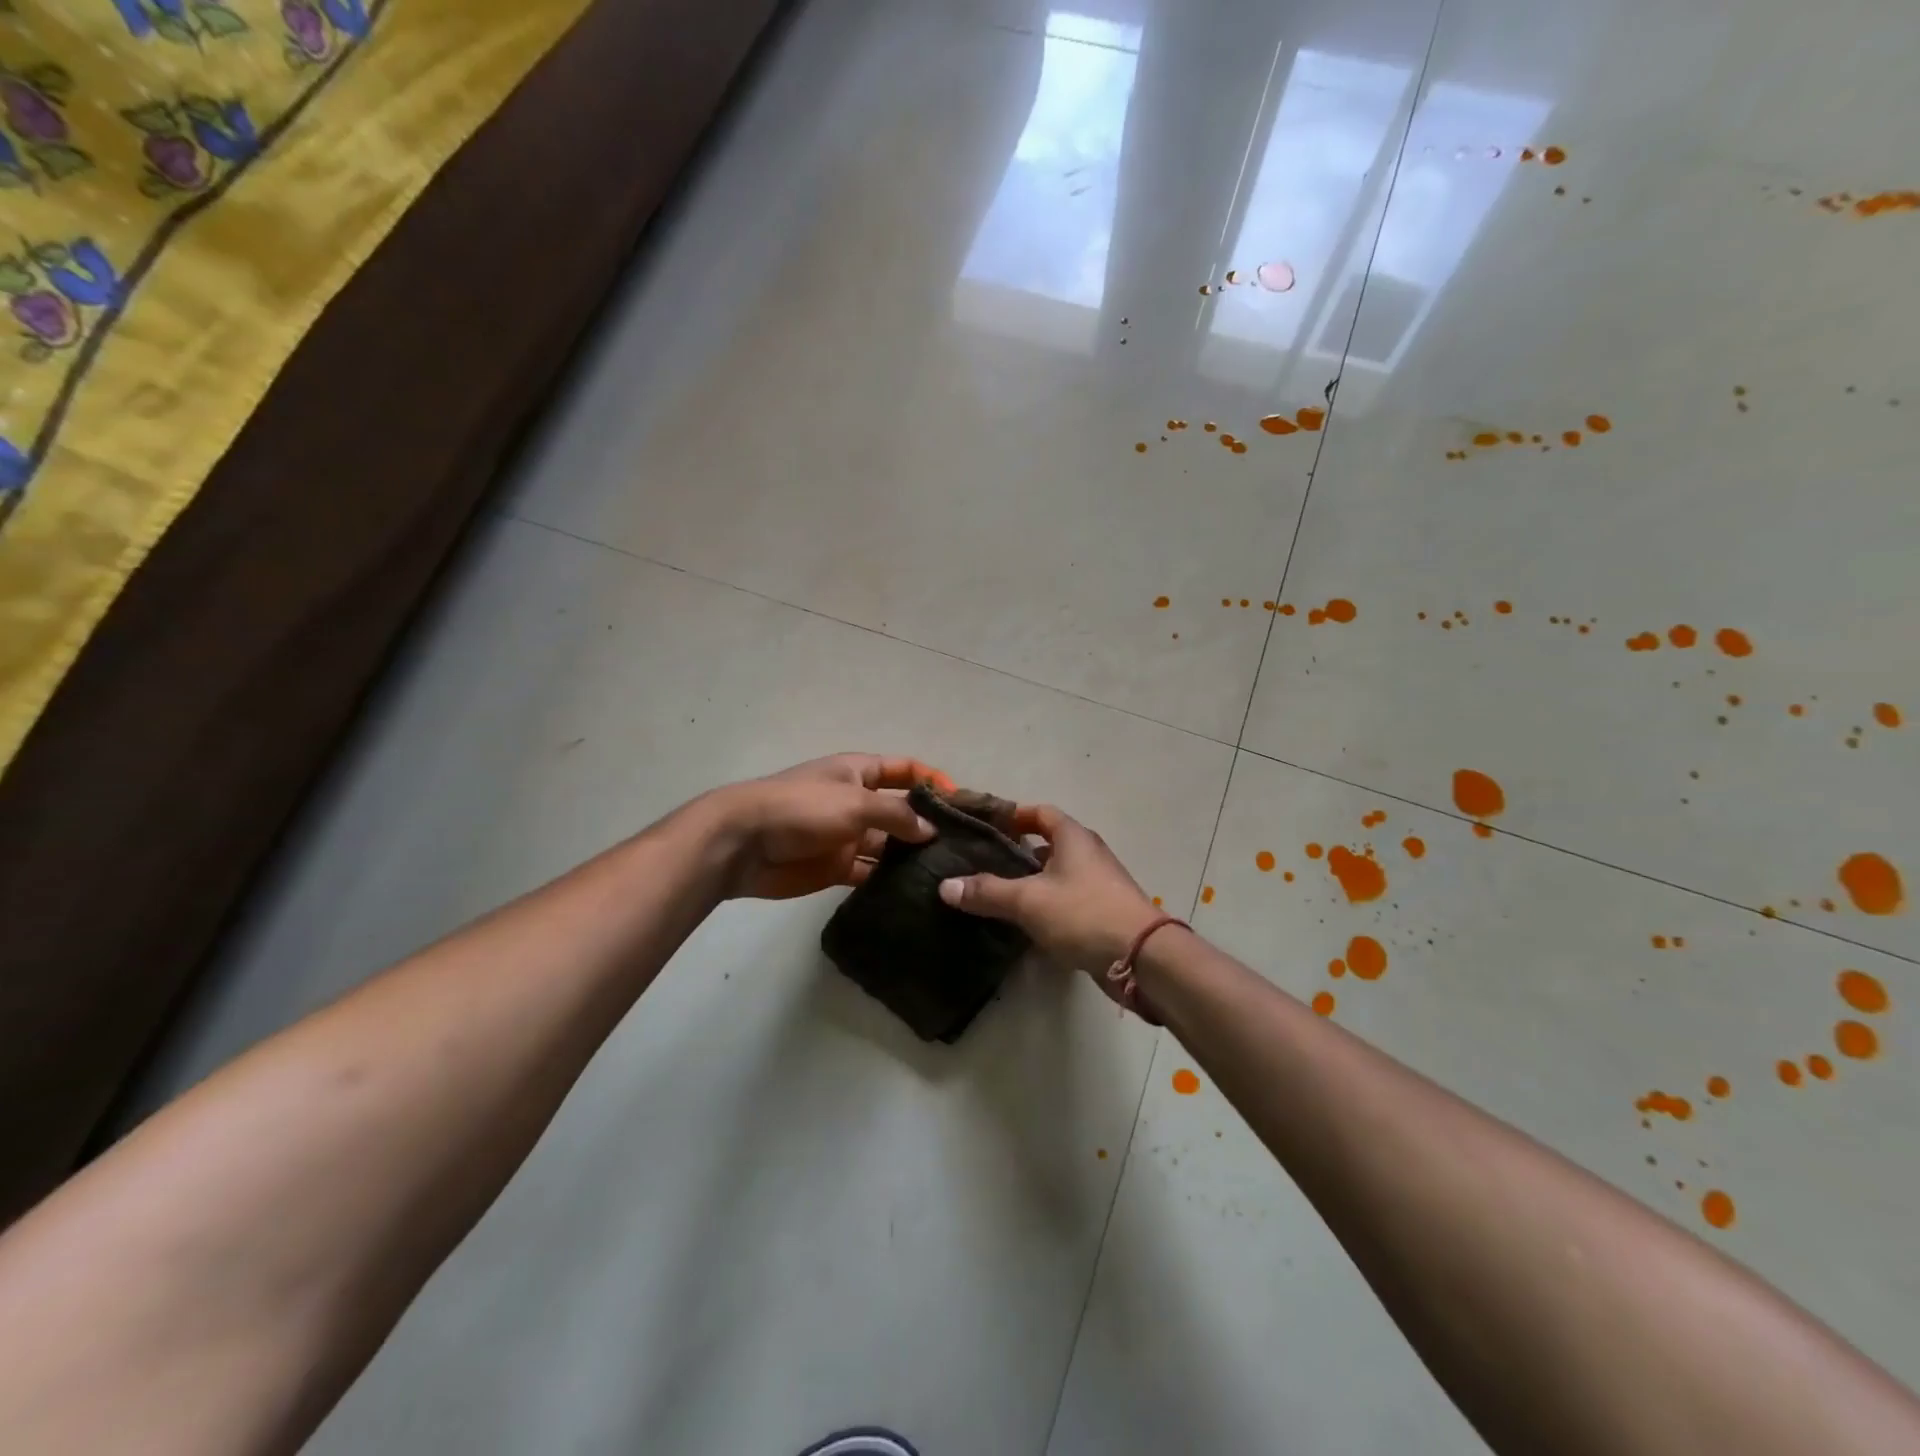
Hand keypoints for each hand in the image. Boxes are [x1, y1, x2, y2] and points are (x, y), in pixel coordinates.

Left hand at [709, 754, 953, 900]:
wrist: (744, 843)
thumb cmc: (801, 808)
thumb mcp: (854, 801)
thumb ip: (896, 814)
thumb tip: (930, 831)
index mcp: (858, 772)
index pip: (903, 769)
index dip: (931, 780)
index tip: (961, 801)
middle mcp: (856, 801)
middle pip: (900, 810)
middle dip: (927, 824)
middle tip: (964, 846)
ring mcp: (846, 835)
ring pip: (888, 845)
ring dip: (911, 856)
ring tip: (948, 873)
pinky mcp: (836, 867)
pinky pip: (869, 872)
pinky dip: (888, 880)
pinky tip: (916, 892)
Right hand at [936, 804, 1160, 989]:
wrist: (1141, 958)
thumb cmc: (1083, 914)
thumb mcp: (1028, 900)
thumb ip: (987, 891)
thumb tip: (945, 885)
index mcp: (1073, 837)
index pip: (1039, 812)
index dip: (1012, 815)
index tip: (984, 825)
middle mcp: (1087, 853)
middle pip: (1047, 842)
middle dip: (1016, 849)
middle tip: (980, 860)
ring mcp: (1098, 883)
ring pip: (1056, 873)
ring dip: (1029, 879)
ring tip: (994, 891)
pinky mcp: (1101, 912)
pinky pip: (1065, 899)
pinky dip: (1043, 903)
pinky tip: (1022, 920)